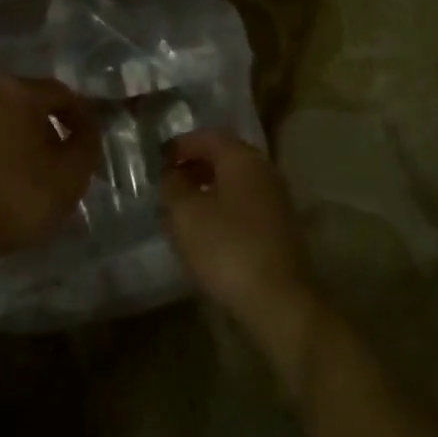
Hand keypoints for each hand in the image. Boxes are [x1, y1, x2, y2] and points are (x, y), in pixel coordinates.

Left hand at [0, 77, 99, 259]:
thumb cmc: (11, 197)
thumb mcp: (68, 178)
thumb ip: (86, 146)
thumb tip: (87, 128)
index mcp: (20, 92)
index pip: (62, 94)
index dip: (81, 116)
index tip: (88, 141)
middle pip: (24, 102)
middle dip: (43, 126)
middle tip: (55, 158)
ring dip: (11, 138)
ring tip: (20, 172)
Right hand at [160, 129, 315, 342]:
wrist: (278, 300)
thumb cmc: (227, 248)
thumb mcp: (185, 214)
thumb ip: (172, 186)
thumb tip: (171, 174)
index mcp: (243, 159)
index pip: (209, 136)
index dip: (181, 145)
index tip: (157, 160)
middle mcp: (264, 172)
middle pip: (224, 157)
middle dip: (194, 166)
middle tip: (167, 183)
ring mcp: (276, 201)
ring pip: (235, 183)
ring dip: (207, 189)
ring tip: (180, 209)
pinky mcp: (279, 229)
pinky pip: (244, 206)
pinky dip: (222, 209)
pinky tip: (205, 231)